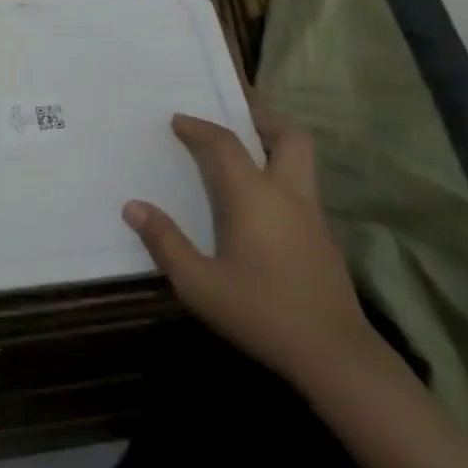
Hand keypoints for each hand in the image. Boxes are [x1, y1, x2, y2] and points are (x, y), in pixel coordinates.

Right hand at [123, 105, 374, 389]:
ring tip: (245, 147)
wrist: (334, 354)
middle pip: (288, 135)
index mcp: (253, 196)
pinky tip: (260, 198)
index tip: (178, 120)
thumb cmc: (260, 313)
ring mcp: (311, 214)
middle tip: (234, 112)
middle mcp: (287, 193)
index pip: (224, 144)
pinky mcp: (323, 235)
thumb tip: (133, 206)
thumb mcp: (199, 284)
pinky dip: (280, 170)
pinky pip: (301, 183)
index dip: (199, 127)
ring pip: (301, 157)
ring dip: (274, 141)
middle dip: (261, 116)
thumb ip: (165, 242)